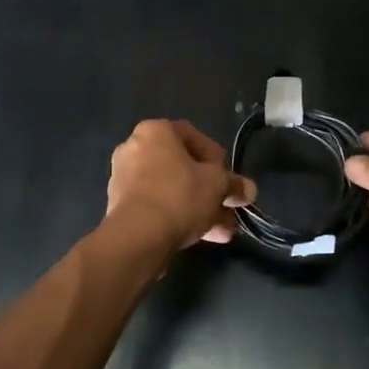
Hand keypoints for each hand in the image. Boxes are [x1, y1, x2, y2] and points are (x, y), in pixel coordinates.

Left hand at [106, 120, 255, 250]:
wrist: (137, 237)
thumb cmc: (179, 195)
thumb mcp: (217, 186)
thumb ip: (234, 184)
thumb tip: (249, 189)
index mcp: (155, 131)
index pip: (193, 135)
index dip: (216, 157)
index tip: (228, 178)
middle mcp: (134, 148)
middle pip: (181, 166)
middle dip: (208, 189)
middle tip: (226, 207)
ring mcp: (124, 178)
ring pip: (170, 189)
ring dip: (197, 207)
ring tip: (221, 230)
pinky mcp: (119, 207)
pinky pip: (156, 206)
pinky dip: (177, 216)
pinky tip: (200, 236)